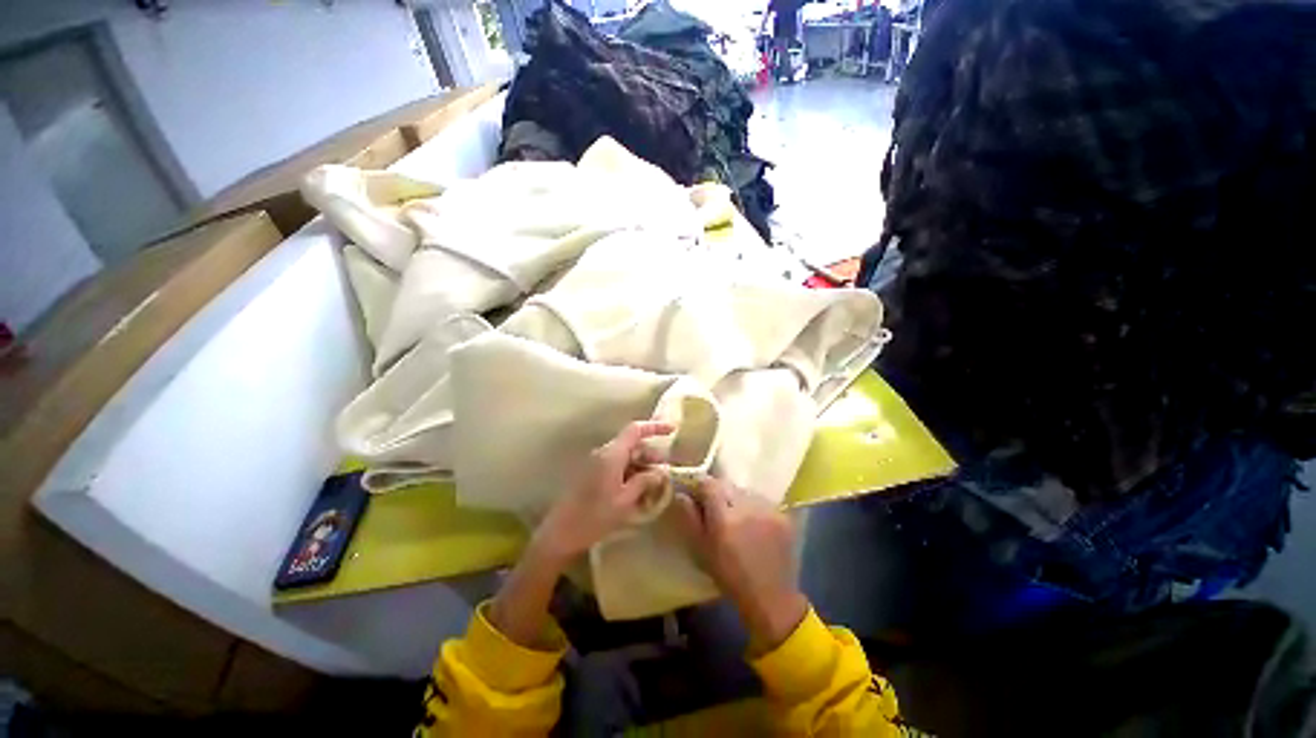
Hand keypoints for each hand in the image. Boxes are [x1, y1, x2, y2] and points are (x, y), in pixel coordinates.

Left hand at [533, 421, 672, 561]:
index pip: (635, 430)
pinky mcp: (593, 473)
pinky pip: (617, 464)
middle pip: (632, 443)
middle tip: (666, 470)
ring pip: (625, 455)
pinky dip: (630, 471)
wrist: (560, 533)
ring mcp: (597, 462)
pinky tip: (639, 488)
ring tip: (655, 483)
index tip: (672, 430)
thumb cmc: (595, 516)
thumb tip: (662, 470)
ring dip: (642, 464)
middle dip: (651, 453)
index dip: (654, 427)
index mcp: (612, 454)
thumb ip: (645, 481)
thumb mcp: (625, 500)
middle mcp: (604, 452)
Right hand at [670, 477, 808, 652]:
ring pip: (745, 492)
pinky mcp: (783, 515)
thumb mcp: (702, 550)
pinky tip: (756, 524)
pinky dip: (756, 508)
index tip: (700, 497)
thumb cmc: (730, 576)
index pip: (709, 484)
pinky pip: (762, 501)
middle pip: (727, 486)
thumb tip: (682, 494)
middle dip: (720, 494)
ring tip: (739, 518)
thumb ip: (691, 518)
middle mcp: (747, 507)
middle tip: (718, 510)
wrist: (771, 597)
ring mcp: (768, 509)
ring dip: (738, 500)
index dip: (702, 488)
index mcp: (723, 518)